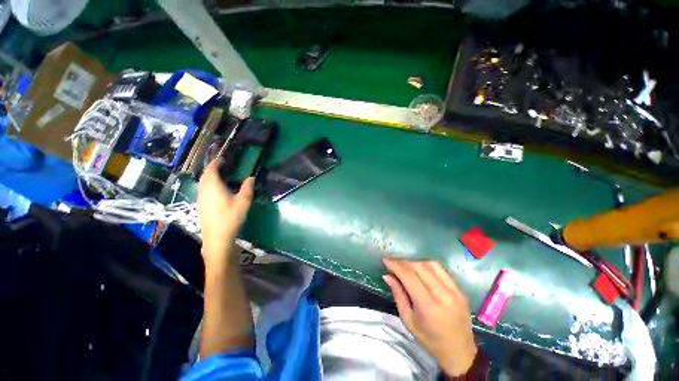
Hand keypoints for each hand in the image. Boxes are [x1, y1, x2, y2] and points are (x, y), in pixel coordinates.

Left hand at [198, 158, 253, 264]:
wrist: (217, 237)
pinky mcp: (201, 206)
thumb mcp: (243, 201)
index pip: (211, 169)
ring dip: (209, 177)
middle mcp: (204, 190)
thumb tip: (251, 178)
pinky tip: (216, 191)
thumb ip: (247, 188)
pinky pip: (203, 190)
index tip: (223, 158)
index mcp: (213, 186)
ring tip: (220, 176)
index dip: (216, 162)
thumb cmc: (231, 217)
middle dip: (212, 168)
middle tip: (222, 166)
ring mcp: (200, 199)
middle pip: (205, 175)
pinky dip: (208, 185)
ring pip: (202, 183)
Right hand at [383, 259, 476, 376]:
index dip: (396, 265)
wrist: (460, 352)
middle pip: (419, 266)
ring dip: (416, 262)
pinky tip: (421, 270)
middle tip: (394, 264)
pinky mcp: (461, 290)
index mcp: (428, 306)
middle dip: (404, 262)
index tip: (386, 260)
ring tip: (406, 266)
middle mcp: (443, 295)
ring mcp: (455, 291)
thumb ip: (398, 295)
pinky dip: (428, 266)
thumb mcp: (408, 320)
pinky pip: (441, 270)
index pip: (409, 276)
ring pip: (431, 264)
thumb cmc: (430, 340)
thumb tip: (387, 275)